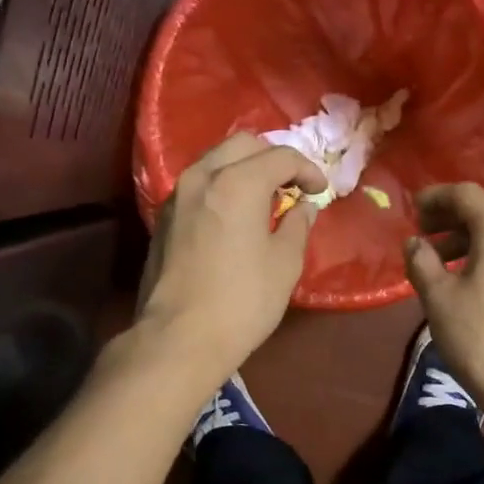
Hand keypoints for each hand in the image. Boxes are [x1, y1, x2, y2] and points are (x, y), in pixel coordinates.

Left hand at [138, 133, 326, 383]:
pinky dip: (222, 186)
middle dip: (272, 159)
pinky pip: (199, 185)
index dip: (307, 170)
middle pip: (243, 145)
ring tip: (264, 199)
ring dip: (244, 169)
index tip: (320, 191)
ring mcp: (177, 195)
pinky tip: (234, 215)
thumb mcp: (285, 264)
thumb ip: (296, 225)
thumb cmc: (242, 301)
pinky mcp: (163, 218)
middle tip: (291, 187)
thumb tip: (301, 207)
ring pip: (215, 161)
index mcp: (238, 182)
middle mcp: (202, 176)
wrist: (179, 338)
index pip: (281, 157)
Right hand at [405, 183, 483, 417]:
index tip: (411, 210)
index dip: (436, 196)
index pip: (467, 194)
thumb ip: (421, 261)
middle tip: (421, 239)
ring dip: (466, 244)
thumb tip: (415, 242)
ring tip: (438, 267)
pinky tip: (467, 286)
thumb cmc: (481, 339)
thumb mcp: (438, 299)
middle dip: (449, 222)